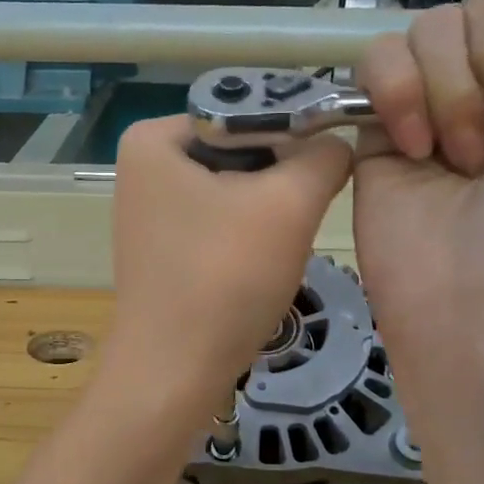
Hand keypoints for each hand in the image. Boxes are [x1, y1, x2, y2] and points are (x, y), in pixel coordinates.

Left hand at [100, 116, 350, 411]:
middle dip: (281, 178)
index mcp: (154, 138)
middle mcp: (144, 166)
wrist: (174, 374)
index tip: (331, 165)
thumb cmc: (224, 277)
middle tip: (305, 213)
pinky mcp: (166, 247)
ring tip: (281, 244)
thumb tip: (339, 141)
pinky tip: (260, 264)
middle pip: (241, 148)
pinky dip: (250, 235)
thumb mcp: (288, 203)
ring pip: (236, 187)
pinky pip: (222, 221)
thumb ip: (323, 156)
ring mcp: (151, 210)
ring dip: (270, 210)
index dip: (297, 132)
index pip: (247, 109)